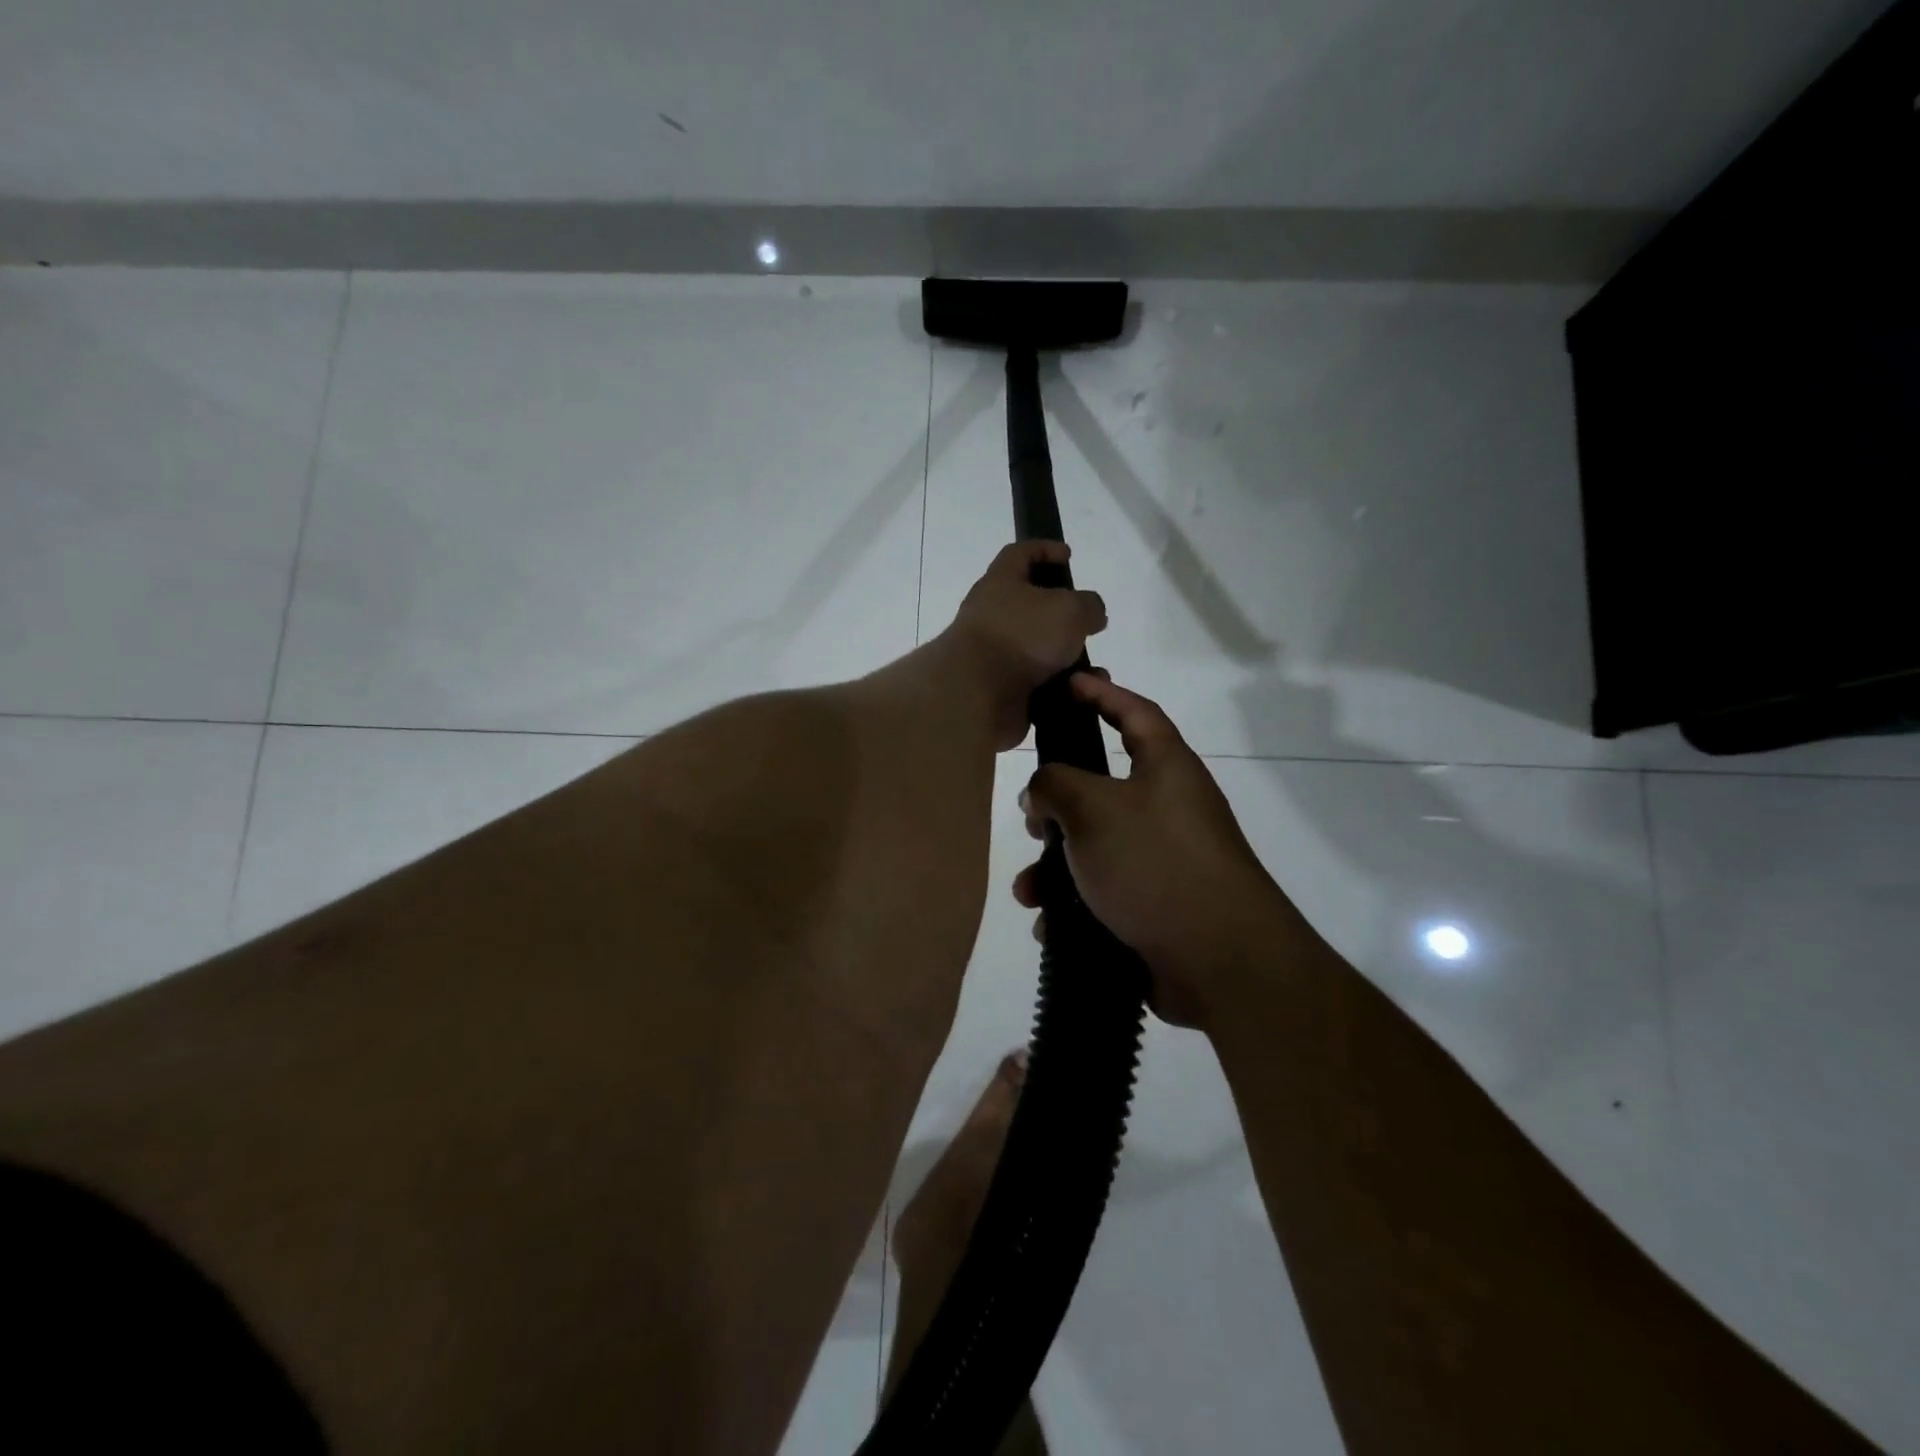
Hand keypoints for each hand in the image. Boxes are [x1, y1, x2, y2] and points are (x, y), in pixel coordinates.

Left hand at [946, 542, 1107, 750]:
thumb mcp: (1070, 609)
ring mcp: (992, 654)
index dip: (1044, 548)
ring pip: (1037, 650)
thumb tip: (1091, 615)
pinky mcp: (998, 688)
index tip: (1068, 555)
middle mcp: (991, 615)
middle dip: (1061, 614)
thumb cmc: (1022, 636)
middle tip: (1086, 622)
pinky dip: (1058, 688)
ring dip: (1066, 658)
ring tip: (1092, 670)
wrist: (977, 695)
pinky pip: (1036, 684)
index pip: (1019, 553)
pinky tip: (1077, 692)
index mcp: (1000, 582)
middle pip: (1029, 605)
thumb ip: (1089, 605)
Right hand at [1015, 674, 1309, 1029]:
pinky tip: (1051, 927)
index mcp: (1167, 769)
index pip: (1135, 713)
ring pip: (1095, 850)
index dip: (1102, 694)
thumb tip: (1041, 791)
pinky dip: (1074, 907)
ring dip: (1055, 869)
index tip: (1069, 683)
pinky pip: (1104, 895)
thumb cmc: (1156, 864)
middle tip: (1031, 819)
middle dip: (1059, 806)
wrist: (1221, 962)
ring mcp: (1165, 861)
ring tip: (1030, 893)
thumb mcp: (1093, 808)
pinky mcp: (1157, 908)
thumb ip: (1055, 783)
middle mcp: (1169, 809)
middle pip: (1103, 790)